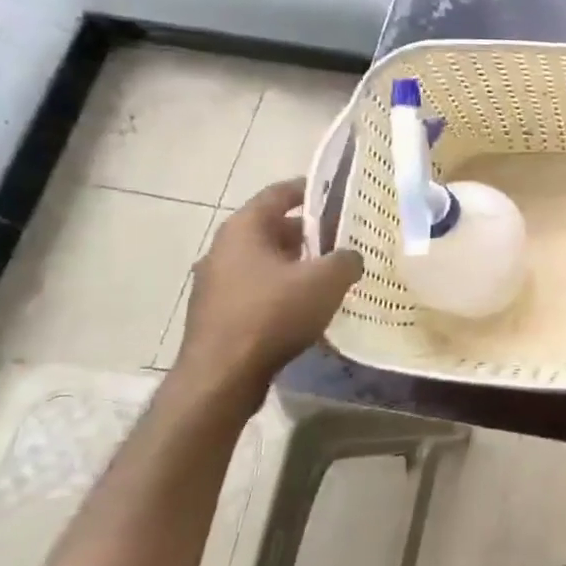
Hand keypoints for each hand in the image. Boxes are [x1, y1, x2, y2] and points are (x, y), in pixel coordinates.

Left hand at [178, 179, 362, 388]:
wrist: (222, 376)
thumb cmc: (273, 314)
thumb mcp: (326, 280)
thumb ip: (346, 259)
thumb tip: (351, 257)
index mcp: (243, 229)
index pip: (277, 194)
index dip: (306, 189)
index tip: (333, 192)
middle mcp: (223, 249)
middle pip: (271, 229)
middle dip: (307, 232)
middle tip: (341, 238)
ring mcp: (215, 283)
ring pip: (263, 261)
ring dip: (294, 264)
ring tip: (328, 274)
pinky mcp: (217, 314)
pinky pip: (256, 289)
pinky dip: (281, 289)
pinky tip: (305, 307)